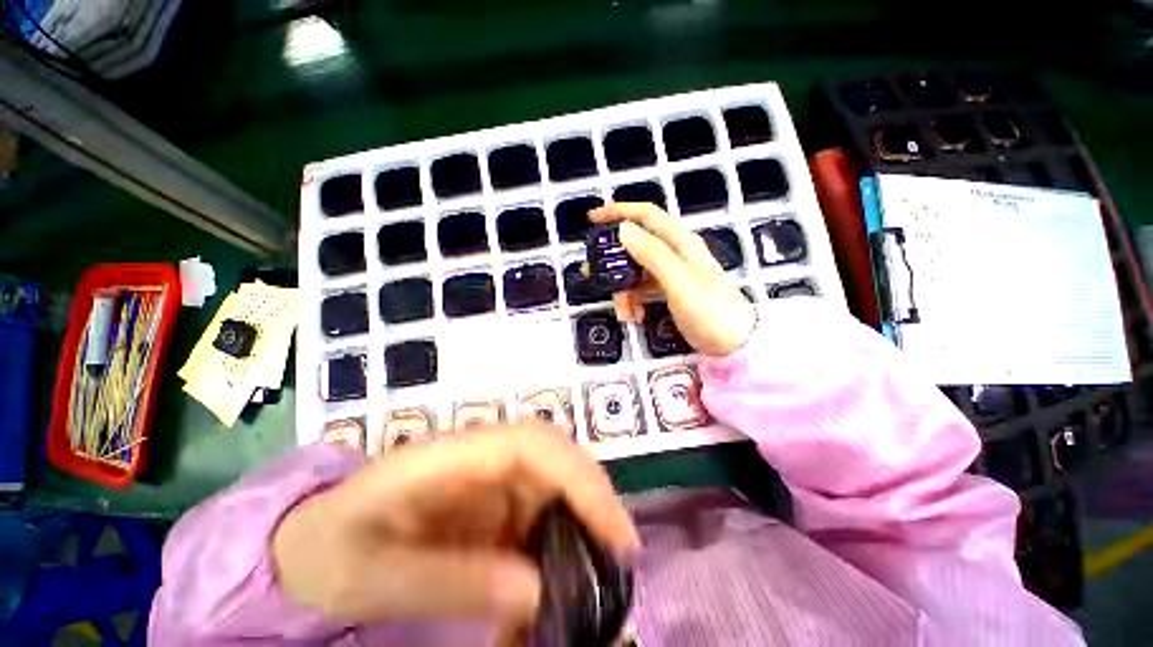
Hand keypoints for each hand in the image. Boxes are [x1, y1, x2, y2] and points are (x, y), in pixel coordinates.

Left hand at [271, 426, 638, 631]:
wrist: (310, 542)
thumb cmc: (329, 549)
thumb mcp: (372, 576)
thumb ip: (450, 580)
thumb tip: (536, 590)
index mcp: (454, 456)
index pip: (534, 445)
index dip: (581, 479)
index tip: (616, 534)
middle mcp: (484, 456)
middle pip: (556, 455)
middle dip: (594, 498)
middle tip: (621, 560)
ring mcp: (491, 477)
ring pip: (556, 482)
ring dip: (581, 523)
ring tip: (595, 577)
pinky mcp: (494, 501)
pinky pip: (540, 511)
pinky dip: (559, 541)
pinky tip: (557, 582)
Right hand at [590, 202, 756, 356]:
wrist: (735, 344)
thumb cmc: (710, 311)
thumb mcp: (680, 282)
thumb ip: (653, 255)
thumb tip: (624, 229)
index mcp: (680, 243)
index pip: (647, 215)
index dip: (619, 211)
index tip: (593, 217)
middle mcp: (675, 253)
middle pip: (636, 246)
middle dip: (613, 261)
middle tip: (592, 274)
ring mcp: (672, 273)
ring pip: (636, 272)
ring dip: (623, 290)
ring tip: (624, 313)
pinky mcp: (670, 291)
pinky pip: (642, 290)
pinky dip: (634, 301)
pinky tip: (635, 317)